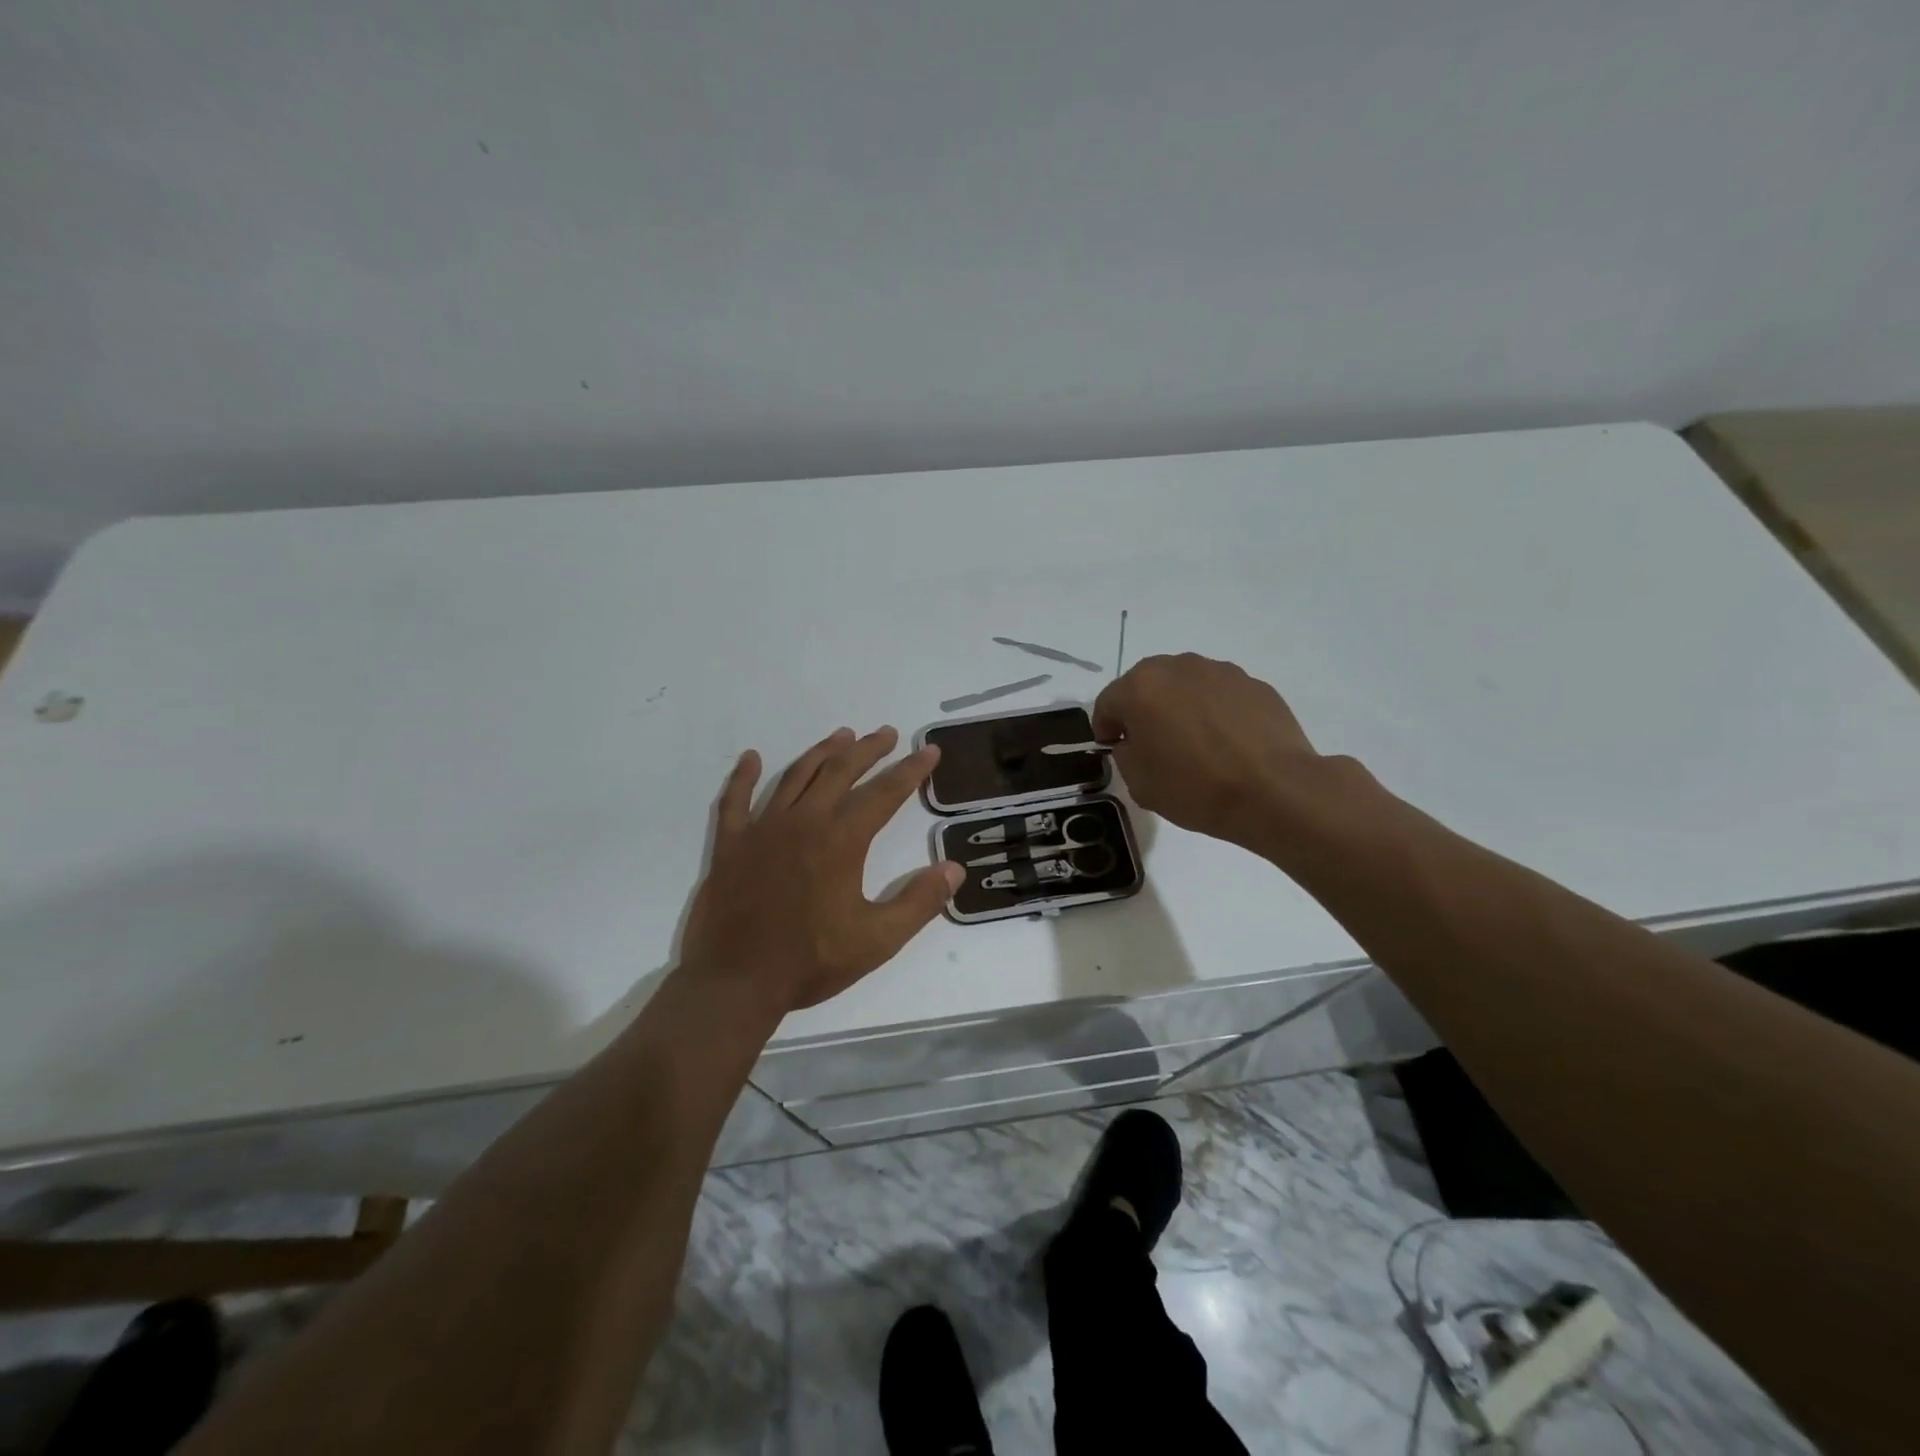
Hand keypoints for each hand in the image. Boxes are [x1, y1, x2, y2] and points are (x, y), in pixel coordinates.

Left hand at [679, 726, 963, 1013]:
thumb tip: (954, 869)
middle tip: (888, 733)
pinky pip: (735, 801)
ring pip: (796, 776)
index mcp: (841, 840)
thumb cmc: (811, 961)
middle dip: (868, 750)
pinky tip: (751, 758)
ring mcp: (762, 829)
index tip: (930, 750)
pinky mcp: (731, 845)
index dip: (911, 770)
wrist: (736, 982)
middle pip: (840, 772)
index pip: (884, 793)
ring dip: (822, 752)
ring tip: (842, 735)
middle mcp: (804, 821)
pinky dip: (743, 777)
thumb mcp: (878, 940)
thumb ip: (919, 902)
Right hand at [1092, 653, 1324, 849]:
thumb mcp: (1139, 783)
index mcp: (1141, 688)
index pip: (1107, 702)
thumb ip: (1125, 754)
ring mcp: (1220, 671)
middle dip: (1143, 710)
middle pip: (1146, 685)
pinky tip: (1227, 743)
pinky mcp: (1254, 683)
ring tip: (1195, 743)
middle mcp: (1177, 667)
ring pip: (1185, 686)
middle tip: (1154, 744)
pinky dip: (1215, 712)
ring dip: (1180, 707)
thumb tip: (1135, 741)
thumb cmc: (1196, 788)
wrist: (1275, 791)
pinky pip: (1220, 695)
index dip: (1106, 729)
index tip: (1116, 750)